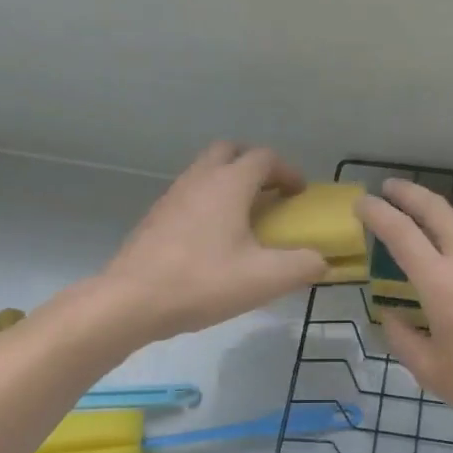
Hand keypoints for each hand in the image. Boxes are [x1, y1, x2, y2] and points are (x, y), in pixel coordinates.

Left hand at [100, 143, 329, 341]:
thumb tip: (321, 261)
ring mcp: (173, 196)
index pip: (265, 158)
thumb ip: (303, 266)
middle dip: (254, 165)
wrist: (131, 301)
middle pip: (230, 151)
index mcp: (229, 184)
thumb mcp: (266, 279)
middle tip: (270, 194)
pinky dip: (208, 202)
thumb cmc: (203, 282)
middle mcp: (200, 179)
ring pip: (205, 171)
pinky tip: (213, 239)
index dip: (288, 172)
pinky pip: (189, 194)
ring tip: (244, 217)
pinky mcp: (156, 217)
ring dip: (229, 182)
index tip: (300, 195)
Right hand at [357, 179, 452, 449]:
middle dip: (408, 193)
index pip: (401, 233)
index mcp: (442, 284)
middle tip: (389, 188)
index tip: (361, 203)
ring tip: (427, 217)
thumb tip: (390, 315)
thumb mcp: (432, 373)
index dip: (377, 213)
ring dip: (441, 208)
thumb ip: (402, 338)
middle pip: (436, 208)